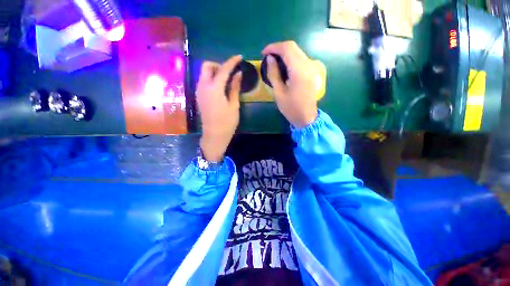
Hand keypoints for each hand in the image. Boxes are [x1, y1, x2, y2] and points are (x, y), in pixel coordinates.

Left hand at [196, 55, 242, 161]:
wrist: (214, 135)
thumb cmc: (227, 122)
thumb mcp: (234, 105)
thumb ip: (235, 87)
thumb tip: (238, 74)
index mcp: (214, 88)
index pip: (223, 69)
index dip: (232, 61)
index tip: (240, 57)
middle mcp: (203, 86)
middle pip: (207, 66)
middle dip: (218, 65)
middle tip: (230, 73)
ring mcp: (199, 91)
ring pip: (204, 73)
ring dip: (214, 72)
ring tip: (226, 80)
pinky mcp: (199, 96)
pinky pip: (203, 81)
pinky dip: (211, 79)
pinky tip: (220, 87)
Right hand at [262, 41, 317, 127]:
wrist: (307, 118)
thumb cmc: (291, 108)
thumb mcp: (279, 93)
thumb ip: (274, 74)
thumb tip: (270, 58)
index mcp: (299, 71)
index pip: (287, 48)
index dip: (274, 47)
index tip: (263, 53)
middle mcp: (308, 65)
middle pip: (293, 47)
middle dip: (279, 49)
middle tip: (267, 57)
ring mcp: (312, 67)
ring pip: (297, 52)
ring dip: (285, 54)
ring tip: (274, 62)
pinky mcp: (313, 71)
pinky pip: (301, 59)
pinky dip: (291, 59)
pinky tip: (284, 66)